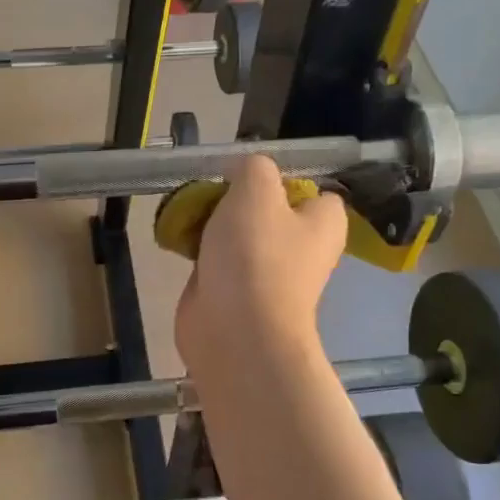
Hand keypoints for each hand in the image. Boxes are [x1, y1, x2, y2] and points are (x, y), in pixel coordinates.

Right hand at [176, 156, 345, 373]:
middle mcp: (301, 248)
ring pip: (237, 233)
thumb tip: (242, 173)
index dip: (282, 177)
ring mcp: (266, 273)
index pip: (313, 190)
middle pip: (267, 208)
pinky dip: (197, 249)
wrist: (235, 332)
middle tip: (210, 189)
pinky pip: (215, 259)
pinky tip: (176, 240)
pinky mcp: (234, 292)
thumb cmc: (256, 255)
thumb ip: (253, 167)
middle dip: (236, 198)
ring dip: (211, 221)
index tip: (248, 174)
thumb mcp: (257, 188)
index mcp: (323, 223)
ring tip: (187, 211)